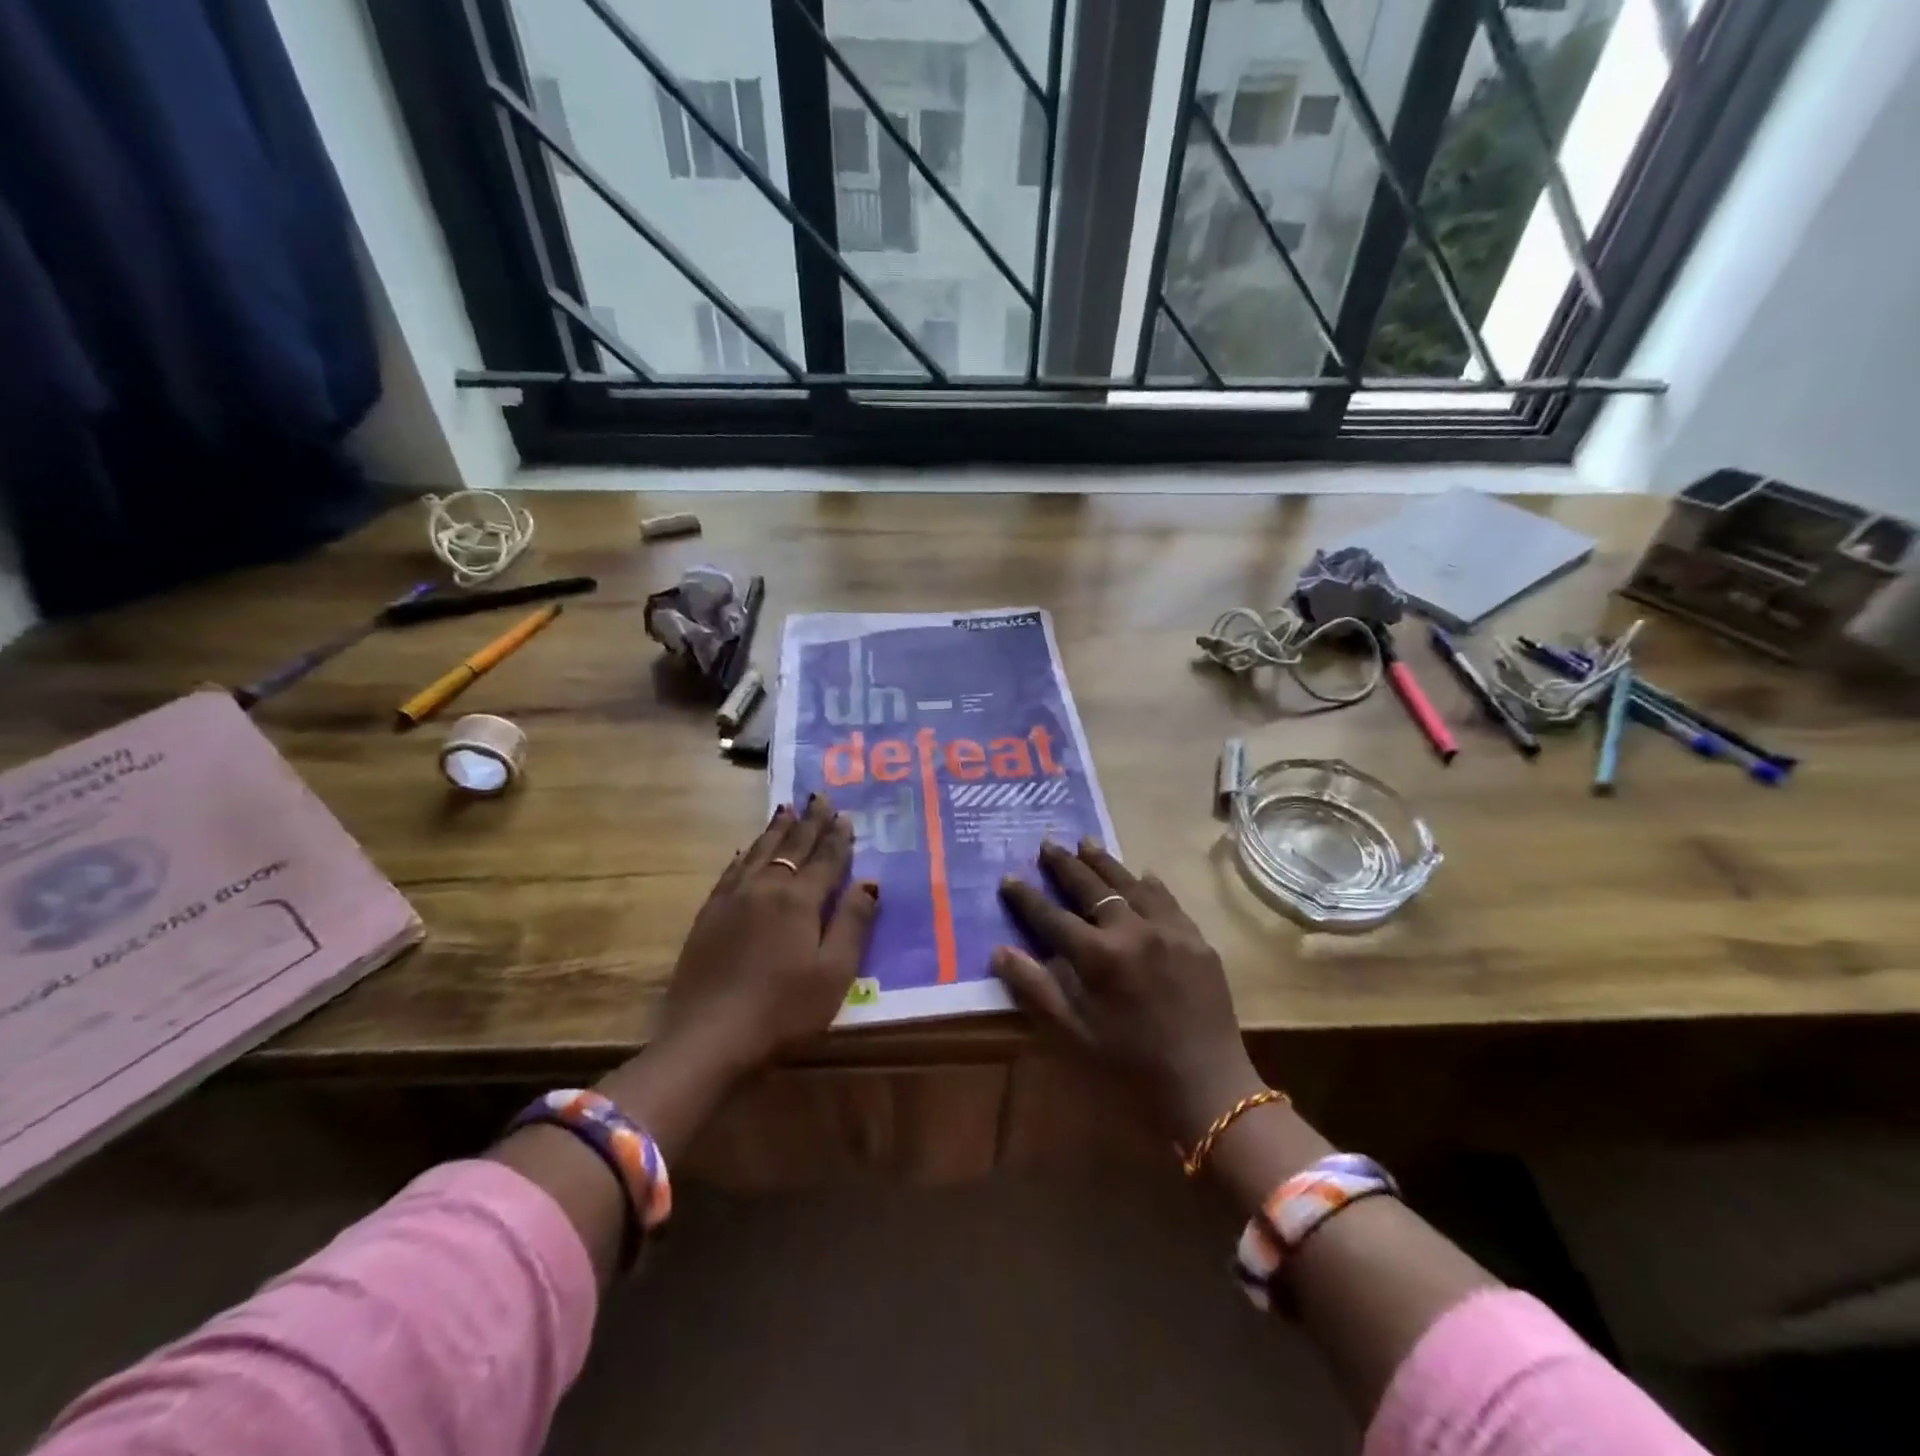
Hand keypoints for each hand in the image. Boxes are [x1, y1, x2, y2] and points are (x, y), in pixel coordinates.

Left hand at [653, 795, 878, 1078]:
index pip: (825, 860)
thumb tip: (869, 884)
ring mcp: (732, 899)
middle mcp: (766, 888)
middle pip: (792, 847)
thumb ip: (853, 924)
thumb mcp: (833, 973)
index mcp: (799, 900)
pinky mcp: (708, 914)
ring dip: (776, 829)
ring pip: (759, 851)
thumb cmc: (783, 1009)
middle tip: (819, 798)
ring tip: (787, 809)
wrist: (708, 1036)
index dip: (837, 838)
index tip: (845, 815)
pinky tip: (746, 850)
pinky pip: (732, 870)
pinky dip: (745, 854)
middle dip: (809, 822)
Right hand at [994, 840, 1260, 1146]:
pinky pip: (1168, 901)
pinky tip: (1143, 873)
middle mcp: (1132, 931)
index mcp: (1098, 956)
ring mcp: (1168, 930)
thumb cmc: (1131, 1066)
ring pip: (1129, 884)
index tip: (1009, 877)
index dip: (1027, 897)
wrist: (1207, 1085)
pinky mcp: (1195, 939)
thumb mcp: (1074, 1034)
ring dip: (1105, 862)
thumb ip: (1036, 988)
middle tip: (1048, 842)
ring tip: (1086, 841)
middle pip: (1091, 888)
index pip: (1052, 917)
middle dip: (1065, 865)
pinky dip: (1150, 885)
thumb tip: (999, 951)